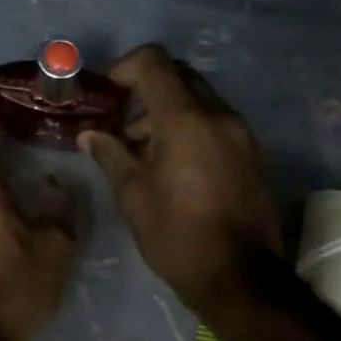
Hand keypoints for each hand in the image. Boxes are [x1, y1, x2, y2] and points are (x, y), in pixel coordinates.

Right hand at [79, 44, 280, 315]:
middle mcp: (219, 115)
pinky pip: (216, 122)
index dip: (123, 68)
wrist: (241, 278)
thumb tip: (89, 134)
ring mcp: (241, 133)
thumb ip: (111, 156)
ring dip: (167, 111)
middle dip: (145, 91)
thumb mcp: (134, 198)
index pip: (153, 62)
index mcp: (186, 121)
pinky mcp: (252, 153)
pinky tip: (173, 165)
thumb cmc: (178, 238)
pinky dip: (190, 128)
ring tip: (142, 151)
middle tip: (121, 124)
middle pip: (178, 76)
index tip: (106, 97)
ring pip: (198, 99)